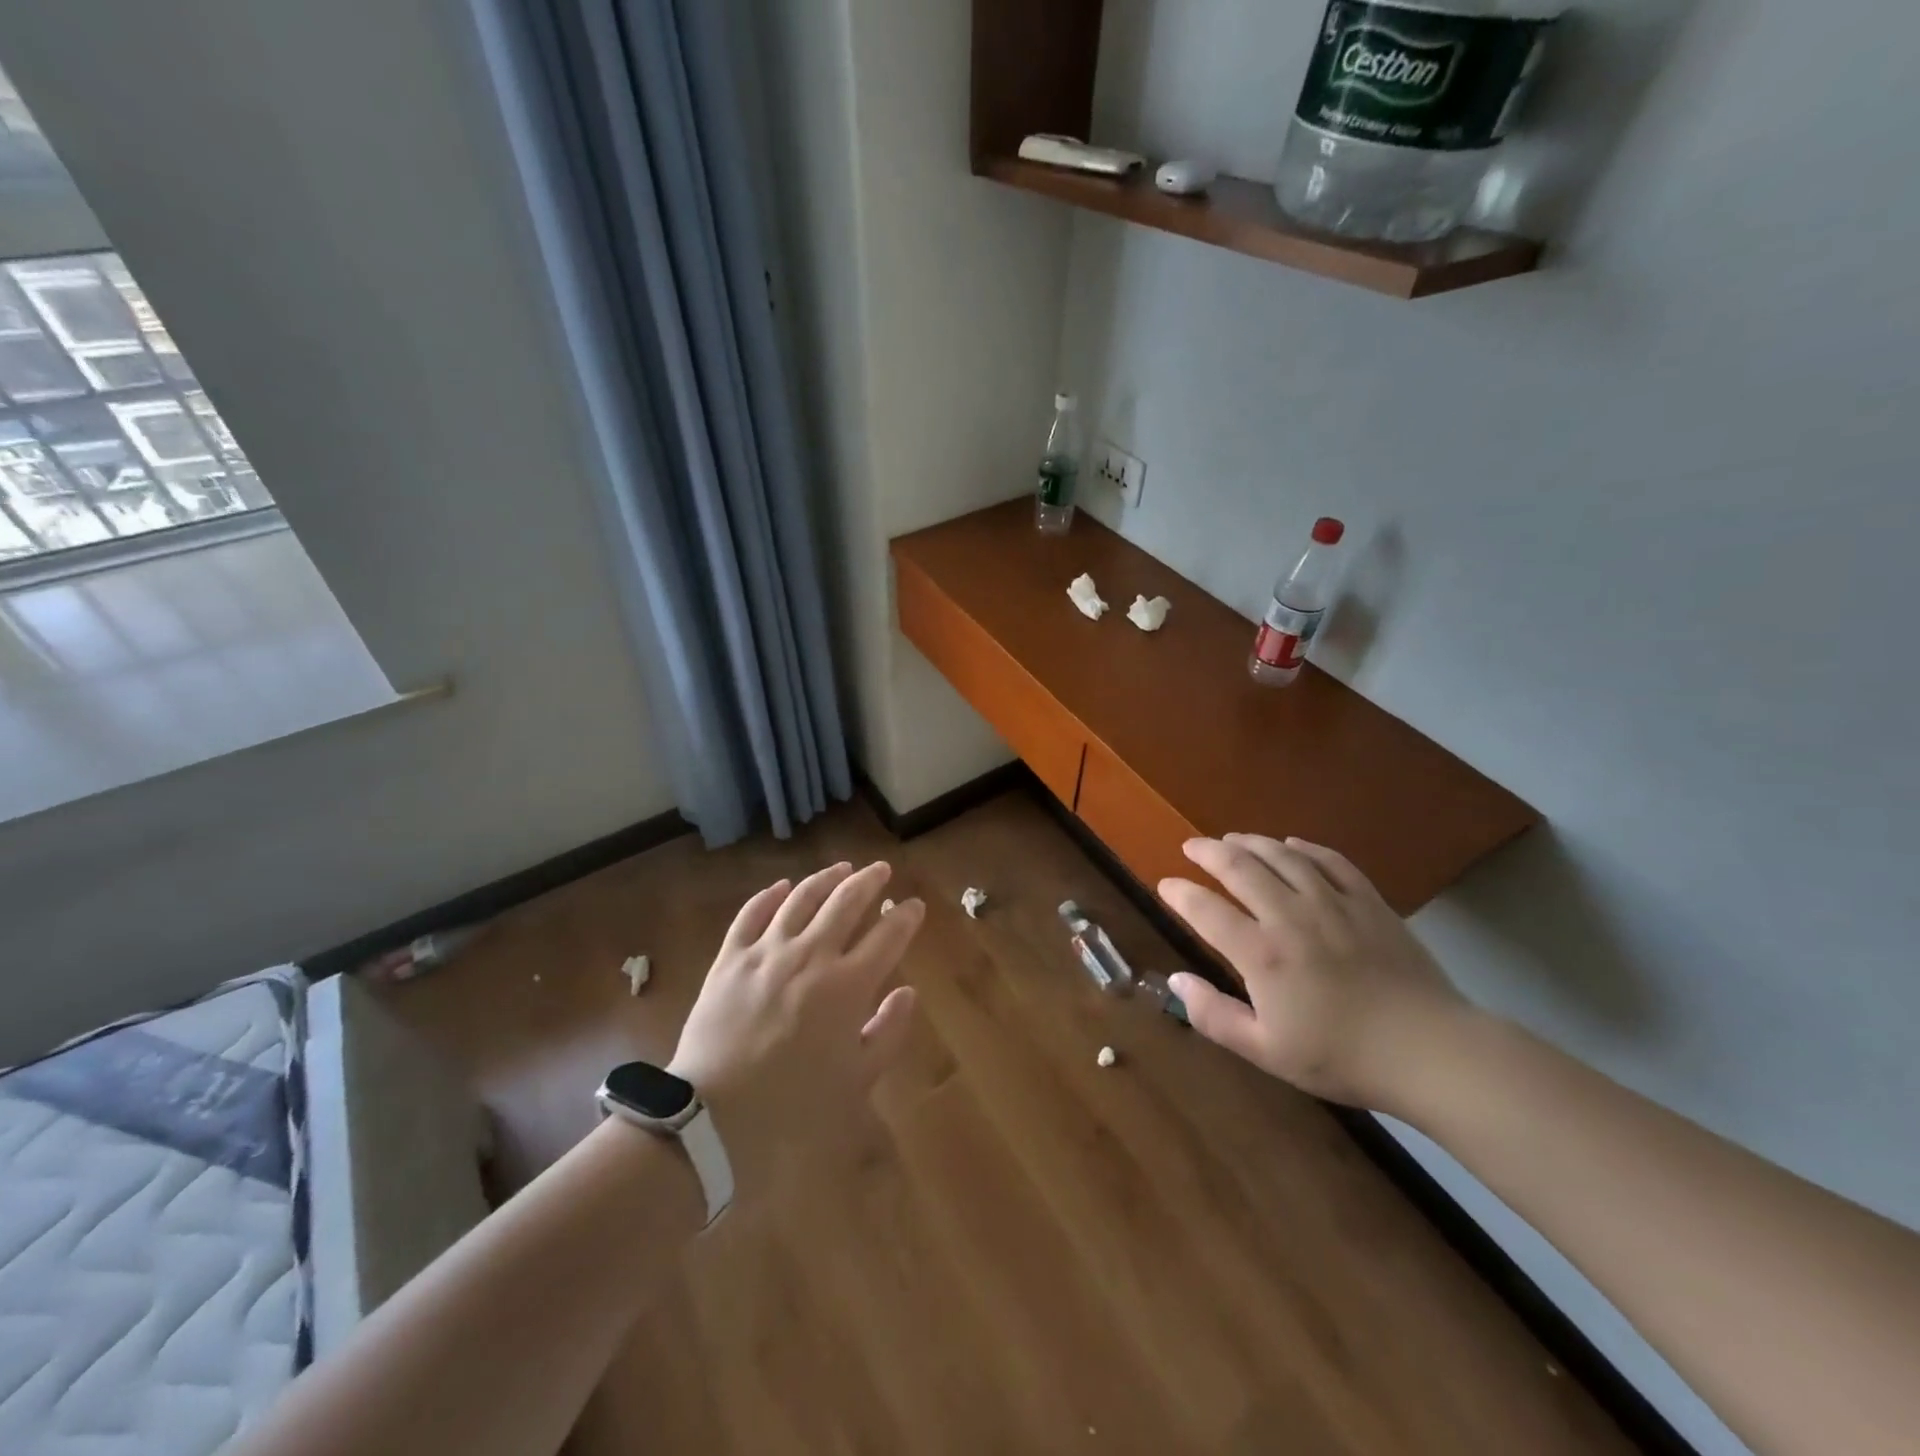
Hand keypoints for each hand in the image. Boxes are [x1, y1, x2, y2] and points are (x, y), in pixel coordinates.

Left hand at [667, 861, 922, 1197]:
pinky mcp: (730, 959)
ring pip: (802, 898)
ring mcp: (767, 952)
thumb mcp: (857, 1080)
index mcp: (848, 985)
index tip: (913, 905)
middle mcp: (811, 955)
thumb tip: (908, 991)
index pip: (888, 935)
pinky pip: (751, 914)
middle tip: (881, 869)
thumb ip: (888, 1031)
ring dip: (826, 878)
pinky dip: (770, 895)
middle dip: (869, 880)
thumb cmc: (795, 1106)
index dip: (905, 916)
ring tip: (841, 867)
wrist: (713, 1118)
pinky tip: (782, 886)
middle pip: (846, 901)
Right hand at [1158, 835, 1470, 1113]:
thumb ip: (1213, 1015)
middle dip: (1209, 852)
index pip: (1206, 910)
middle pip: (1240, 868)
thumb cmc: (1341, 1057)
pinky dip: (1305, 847)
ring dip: (1251, 842)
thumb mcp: (1266, 1051)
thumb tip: (1175, 980)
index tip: (1166, 885)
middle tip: (1192, 847)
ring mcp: (1333, 903)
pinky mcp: (1369, 902)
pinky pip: (1331, 861)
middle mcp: (1290, 917)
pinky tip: (1291, 844)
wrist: (1429, 1051)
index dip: (1180, 893)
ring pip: (1282, 856)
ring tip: (1232, 838)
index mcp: (1261, 954)